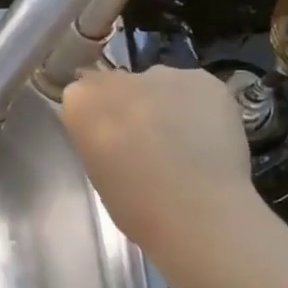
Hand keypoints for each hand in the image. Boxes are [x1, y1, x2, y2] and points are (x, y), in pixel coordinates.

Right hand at [60, 66, 255, 245]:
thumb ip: (97, 137)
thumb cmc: (136, 206)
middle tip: (146, 139)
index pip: (81, 96)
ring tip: (182, 139)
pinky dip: (197, 106)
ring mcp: (162, 75)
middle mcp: (118, 79)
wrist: (198, 211)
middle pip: (117, 84)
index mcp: (81, 102)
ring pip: (157, 83)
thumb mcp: (96, 170)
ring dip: (162, 103)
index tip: (108, 140)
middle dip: (128, 104)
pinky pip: (193, 88)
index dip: (97, 117)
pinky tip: (207, 135)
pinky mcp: (203, 79)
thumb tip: (114, 131)